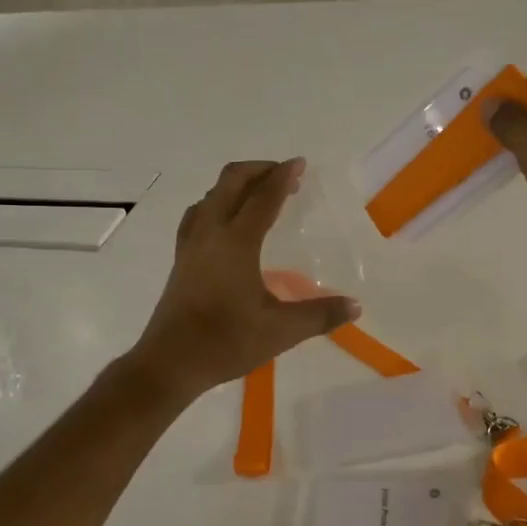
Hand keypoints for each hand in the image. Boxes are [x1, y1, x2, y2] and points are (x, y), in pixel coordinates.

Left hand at [125, 159, 359, 400]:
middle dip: (258, 170)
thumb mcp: (281, 331)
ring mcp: (190, 245)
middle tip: (283, 175)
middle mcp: (211, 233)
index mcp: (237, 242)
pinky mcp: (180, 260)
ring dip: (234, 185)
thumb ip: (320, 315)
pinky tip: (221, 221)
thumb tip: (355, 306)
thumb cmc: (226, 342)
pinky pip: (197, 215)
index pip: (263, 198)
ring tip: (256, 193)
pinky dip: (215, 204)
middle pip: (230, 183)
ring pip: (210, 196)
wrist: (171, 362)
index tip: (299, 164)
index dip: (282, 177)